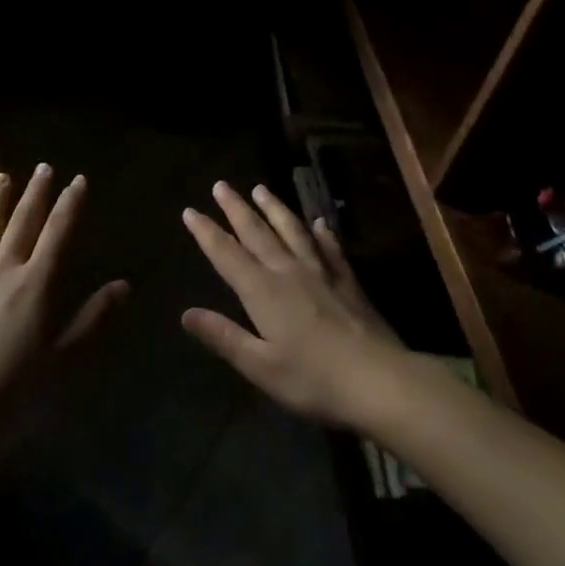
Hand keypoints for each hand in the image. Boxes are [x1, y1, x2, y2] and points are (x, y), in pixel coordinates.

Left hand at [0, 165, 127, 431]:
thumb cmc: (16, 391)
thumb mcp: (66, 359)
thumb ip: (94, 318)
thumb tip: (123, 284)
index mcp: (36, 284)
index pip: (58, 234)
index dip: (70, 205)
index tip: (78, 180)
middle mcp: (3, 272)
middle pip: (22, 224)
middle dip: (36, 194)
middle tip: (44, 167)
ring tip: (3, 176)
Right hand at [181, 181, 408, 427]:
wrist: (378, 380)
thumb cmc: (313, 379)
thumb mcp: (261, 366)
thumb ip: (224, 336)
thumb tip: (186, 313)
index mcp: (263, 292)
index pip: (227, 255)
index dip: (206, 232)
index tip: (190, 211)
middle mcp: (288, 272)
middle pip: (257, 233)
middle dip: (236, 209)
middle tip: (221, 185)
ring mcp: (321, 272)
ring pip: (292, 231)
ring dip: (274, 208)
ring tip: (261, 189)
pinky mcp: (348, 281)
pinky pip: (330, 248)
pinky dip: (322, 233)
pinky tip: (319, 223)